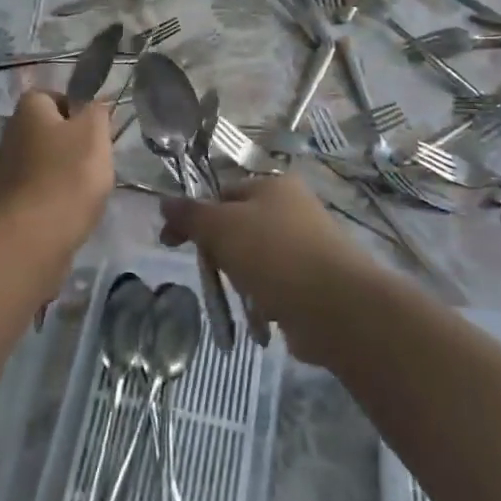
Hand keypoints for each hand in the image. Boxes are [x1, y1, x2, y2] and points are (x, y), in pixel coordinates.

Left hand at [0, 90, 113, 251]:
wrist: (29, 240)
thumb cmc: (66, 177)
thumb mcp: (94, 134)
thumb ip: (97, 111)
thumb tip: (95, 104)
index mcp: (28, 110)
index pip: (52, 94)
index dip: (77, 107)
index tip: (97, 128)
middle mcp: (11, 135)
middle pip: (49, 130)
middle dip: (75, 143)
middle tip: (98, 159)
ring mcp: (7, 171)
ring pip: (46, 162)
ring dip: (67, 173)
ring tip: (88, 189)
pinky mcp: (10, 203)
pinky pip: (40, 190)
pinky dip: (56, 197)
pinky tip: (72, 211)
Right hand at [159, 173, 398, 362]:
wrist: (335, 306)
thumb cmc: (273, 254)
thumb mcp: (221, 226)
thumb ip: (190, 214)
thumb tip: (164, 201)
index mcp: (274, 185)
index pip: (222, 193)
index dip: (194, 216)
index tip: (170, 242)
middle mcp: (293, 210)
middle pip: (238, 228)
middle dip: (220, 253)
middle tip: (212, 272)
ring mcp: (306, 247)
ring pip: (255, 260)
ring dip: (242, 281)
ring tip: (243, 296)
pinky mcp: (313, 283)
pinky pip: (275, 287)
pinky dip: (264, 300)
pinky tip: (263, 314)